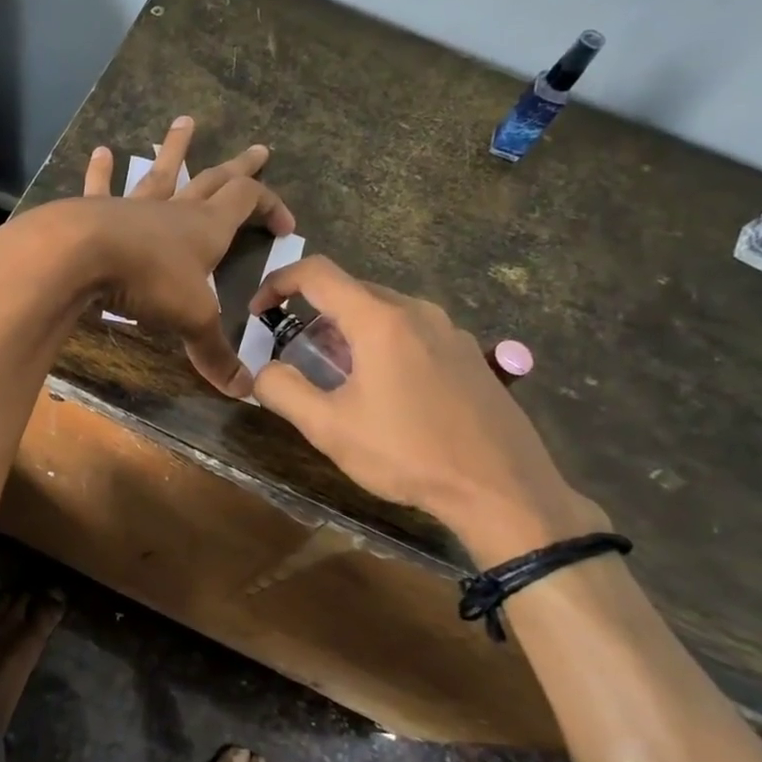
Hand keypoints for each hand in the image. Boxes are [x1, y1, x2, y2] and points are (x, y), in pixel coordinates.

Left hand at [77, 115, 294, 396]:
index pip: (249, 202)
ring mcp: (134, 205)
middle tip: (258, 149)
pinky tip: (100, 152)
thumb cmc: (148, 282)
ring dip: (175, 149)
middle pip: (215, 179)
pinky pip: (102, 186)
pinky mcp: (96, 211)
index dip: (271, 206)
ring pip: (162, 172)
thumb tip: (246, 391)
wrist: (81, 257)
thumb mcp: (192, 320)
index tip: (287, 224)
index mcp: (207, 227)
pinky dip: (102, 171)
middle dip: (239, 167)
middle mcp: (175, 209)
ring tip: (183, 122)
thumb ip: (216, 353)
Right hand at [248, 257, 605, 563]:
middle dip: (314, 316)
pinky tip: (388, 394)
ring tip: (340, 380)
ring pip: (384, 314)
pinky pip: (413, 334)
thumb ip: (282, 391)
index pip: (317, 273)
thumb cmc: (408, 454)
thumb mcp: (329, 428)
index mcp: (380, 320)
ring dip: (350, 334)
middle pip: (351, 292)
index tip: (259, 313)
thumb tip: (263, 370)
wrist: (502, 488)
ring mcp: (450, 332)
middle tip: (298, 359)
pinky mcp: (470, 355)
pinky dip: (384, 347)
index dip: (278, 283)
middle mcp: (417, 312)